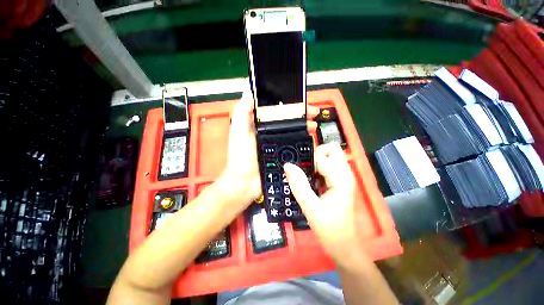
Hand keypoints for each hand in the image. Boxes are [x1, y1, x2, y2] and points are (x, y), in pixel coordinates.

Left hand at [220, 90, 319, 207]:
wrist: (246, 183)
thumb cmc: (241, 156)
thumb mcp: (238, 130)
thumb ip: (242, 111)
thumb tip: (250, 91)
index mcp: (261, 125)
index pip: (277, 110)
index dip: (288, 104)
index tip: (299, 101)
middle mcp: (270, 133)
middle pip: (289, 120)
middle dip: (301, 115)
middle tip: (312, 113)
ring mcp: (278, 145)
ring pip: (295, 132)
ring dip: (305, 127)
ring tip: (313, 126)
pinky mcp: (284, 155)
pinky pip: (296, 146)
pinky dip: (304, 141)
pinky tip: (311, 139)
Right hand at [284, 143, 361, 264]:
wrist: (344, 246)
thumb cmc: (330, 230)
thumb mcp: (311, 208)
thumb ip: (299, 185)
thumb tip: (288, 165)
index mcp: (341, 179)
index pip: (323, 157)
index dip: (308, 161)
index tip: (297, 170)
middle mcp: (345, 174)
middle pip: (332, 150)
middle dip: (316, 154)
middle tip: (304, 168)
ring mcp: (343, 177)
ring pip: (330, 156)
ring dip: (316, 161)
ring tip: (304, 174)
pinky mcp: (339, 182)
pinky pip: (328, 166)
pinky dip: (317, 168)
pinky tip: (310, 180)